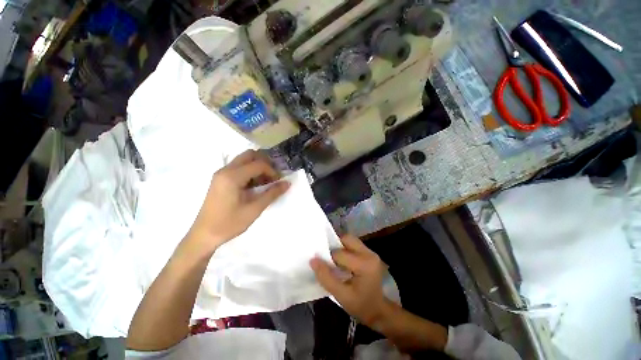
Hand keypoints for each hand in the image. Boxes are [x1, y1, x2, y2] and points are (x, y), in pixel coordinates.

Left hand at [187, 150, 289, 252]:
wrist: (204, 235)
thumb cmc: (229, 223)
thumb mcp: (254, 209)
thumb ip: (272, 194)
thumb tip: (287, 183)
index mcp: (232, 176)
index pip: (258, 164)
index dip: (272, 171)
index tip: (278, 181)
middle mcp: (225, 170)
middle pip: (249, 155)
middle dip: (265, 162)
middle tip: (273, 176)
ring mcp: (221, 174)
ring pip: (243, 160)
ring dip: (257, 166)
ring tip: (266, 181)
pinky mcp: (220, 179)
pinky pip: (238, 167)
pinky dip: (250, 171)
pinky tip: (255, 185)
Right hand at [310, 235, 389, 327]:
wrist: (379, 311)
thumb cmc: (360, 306)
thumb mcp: (341, 296)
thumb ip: (326, 278)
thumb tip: (313, 260)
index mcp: (364, 264)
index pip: (339, 254)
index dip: (328, 259)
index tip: (324, 268)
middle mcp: (369, 253)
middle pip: (347, 239)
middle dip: (335, 246)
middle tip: (328, 259)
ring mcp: (371, 252)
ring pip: (350, 240)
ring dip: (340, 247)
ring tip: (335, 261)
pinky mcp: (370, 253)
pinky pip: (353, 244)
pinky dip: (345, 249)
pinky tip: (342, 261)